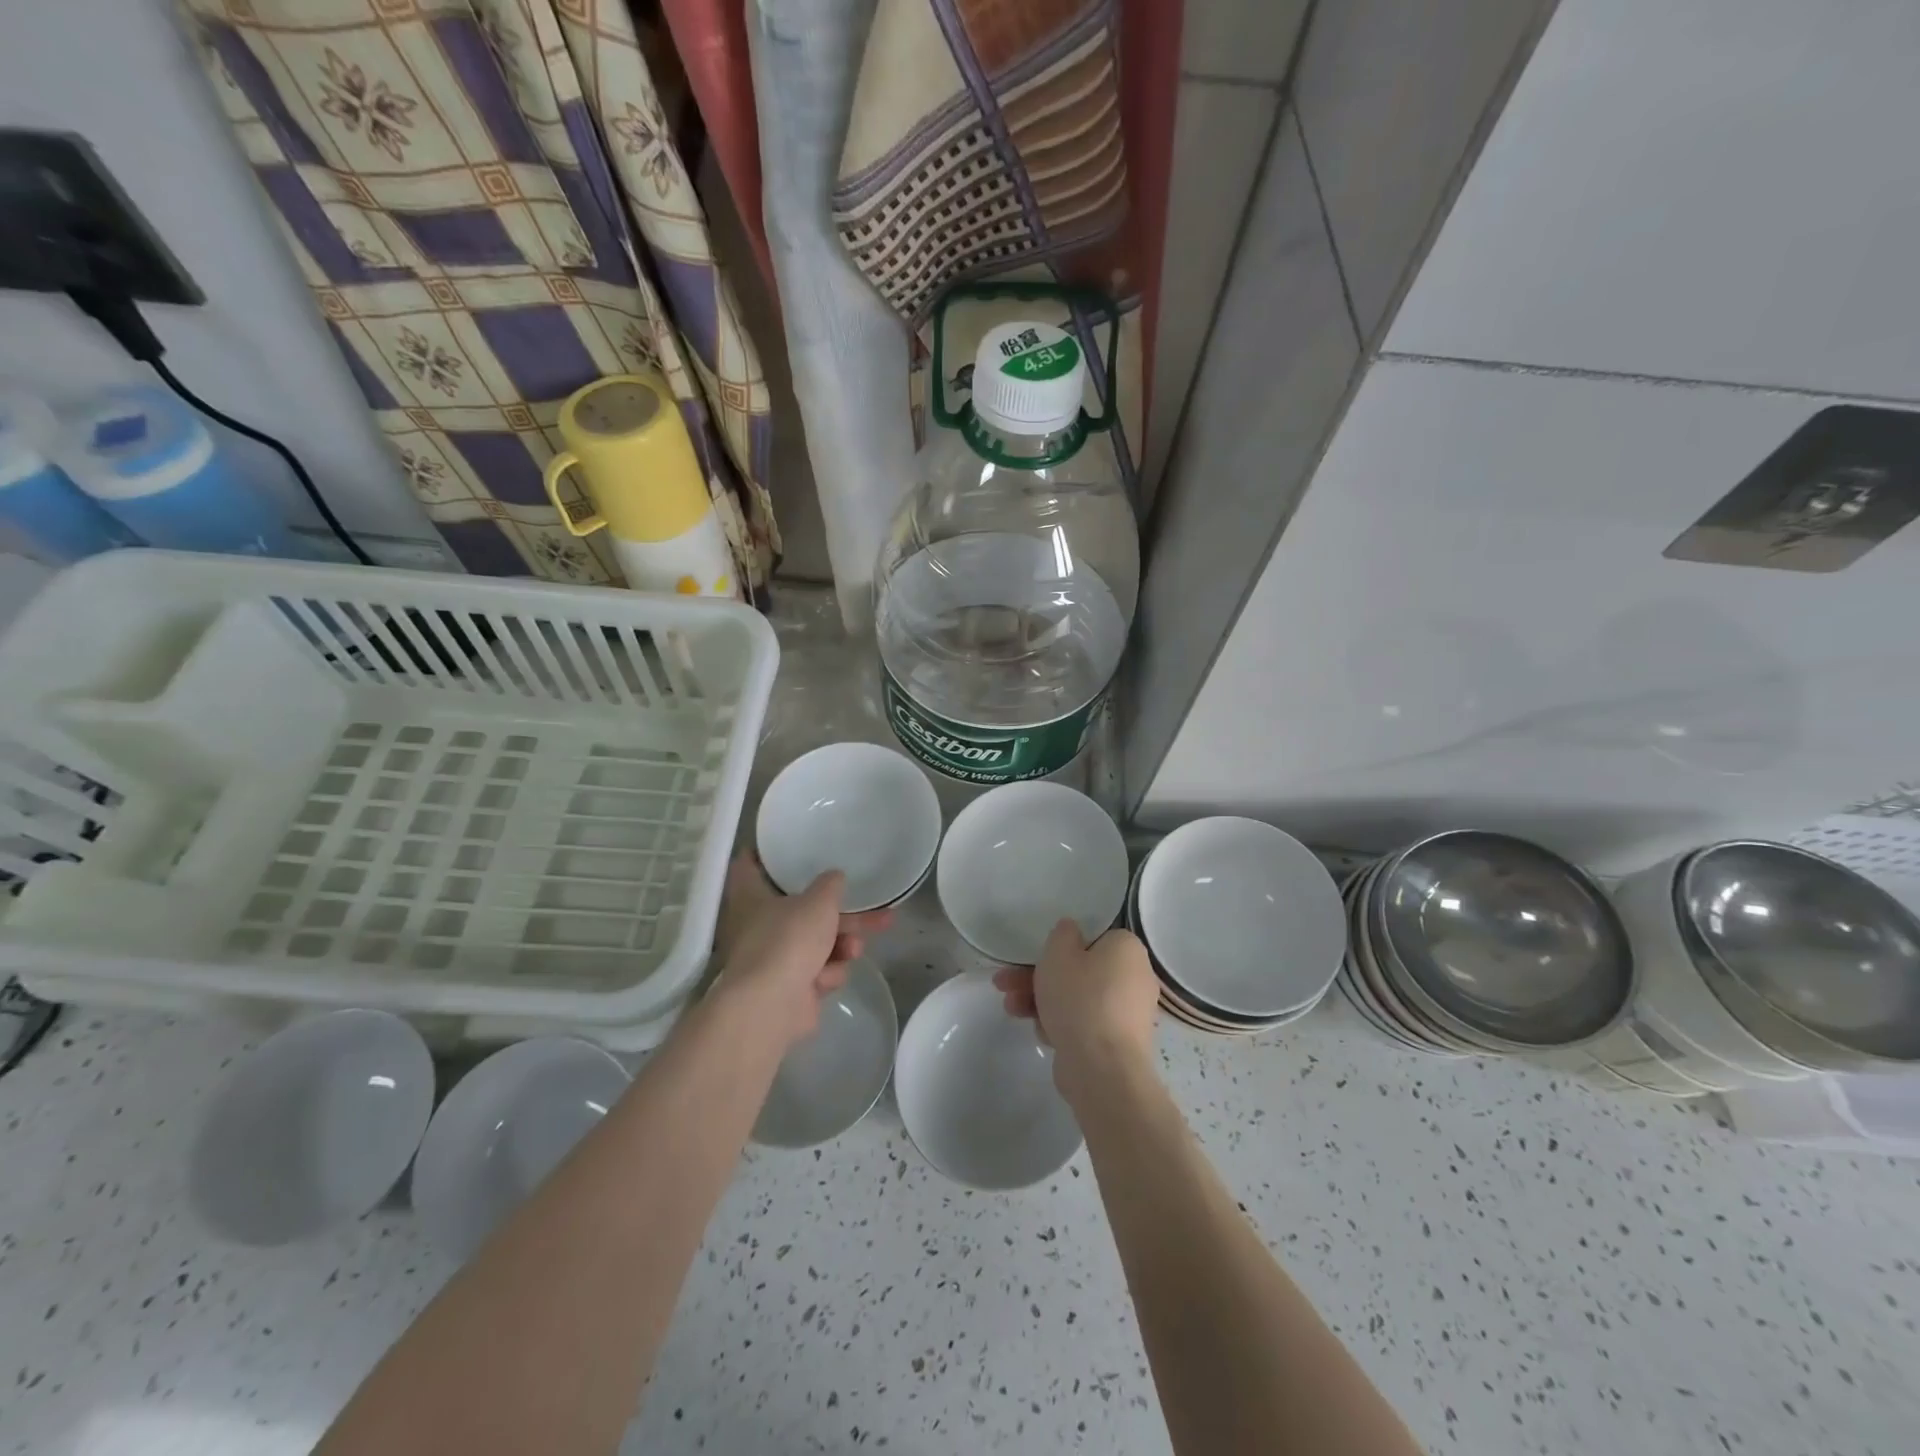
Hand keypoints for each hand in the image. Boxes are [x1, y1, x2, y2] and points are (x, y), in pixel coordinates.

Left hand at [712, 856, 891, 1047]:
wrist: (771, 1007)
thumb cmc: (788, 940)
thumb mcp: (819, 900)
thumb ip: (830, 885)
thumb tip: (834, 878)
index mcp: (751, 896)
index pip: (750, 864)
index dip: (767, 854)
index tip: (788, 846)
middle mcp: (757, 924)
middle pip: (803, 910)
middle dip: (842, 915)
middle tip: (877, 911)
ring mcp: (773, 959)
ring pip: (817, 942)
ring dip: (841, 945)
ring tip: (853, 949)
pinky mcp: (788, 988)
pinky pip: (817, 971)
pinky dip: (827, 973)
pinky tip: (827, 978)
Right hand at [994, 920, 1158, 1101]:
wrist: (1102, 1069)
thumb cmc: (1081, 999)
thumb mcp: (1059, 953)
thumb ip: (1062, 934)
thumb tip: (1071, 931)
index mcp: (1127, 949)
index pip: (1092, 937)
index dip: (1059, 946)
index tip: (1034, 956)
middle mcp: (1134, 978)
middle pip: (1079, 970)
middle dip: (1038, 977)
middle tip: (1007, 983)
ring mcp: (1127, 1013)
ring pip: (1077, 998)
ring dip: (1041, 1000)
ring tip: (1010, 1008)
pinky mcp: (1116, 1043)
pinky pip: (1084, 1024)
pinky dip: (1060, 1024)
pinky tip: (1041, 1033)